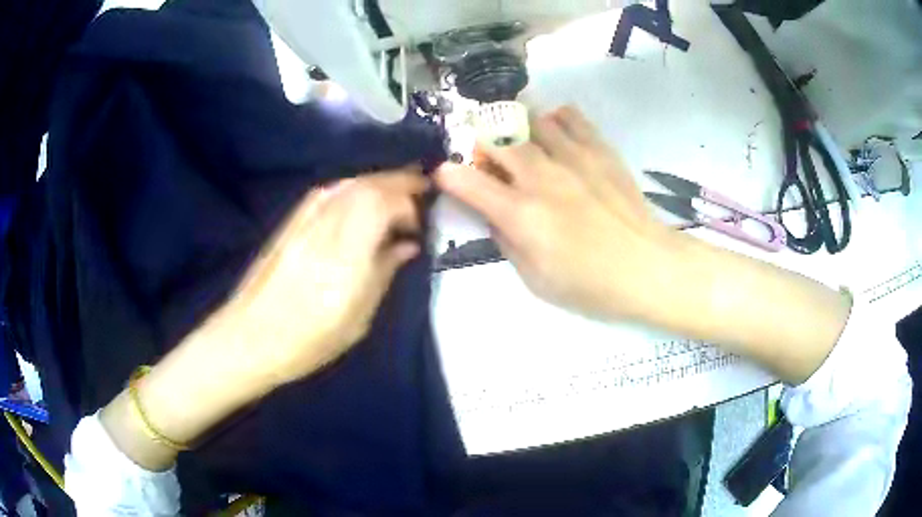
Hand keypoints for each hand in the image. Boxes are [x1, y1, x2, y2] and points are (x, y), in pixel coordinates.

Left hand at [102, 168, 428, 471]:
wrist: (249, 337)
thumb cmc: (308, 340)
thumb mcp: (358, 318)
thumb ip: (385, 272)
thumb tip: (407, 245)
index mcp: (344, 255)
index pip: (382, 202)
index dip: (408, 202)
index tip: (421, 218)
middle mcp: (324, 226)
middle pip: (367, 184)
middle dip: (398, 181)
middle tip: (421, 190)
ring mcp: (303, 219)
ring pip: (348, 182)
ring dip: (377, 181)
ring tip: (397, 192)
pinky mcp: (290, 221)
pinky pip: (329, 191)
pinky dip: (353, 187)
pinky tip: (361, 199)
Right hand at [436, 106, 677, 320]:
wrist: (648, 267)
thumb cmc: (591, 285)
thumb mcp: (535, 279)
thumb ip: (506, 241)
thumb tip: (493, 214)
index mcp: (521, 214)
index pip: (467, 182)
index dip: (448, 175)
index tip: (445, 175)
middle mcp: (541, 177)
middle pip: (495, 138)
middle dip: (480, 143)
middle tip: (487, 158)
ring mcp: (572, 157)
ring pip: (529, 118)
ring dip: (515, 126)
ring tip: (519, 140)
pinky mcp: (599, 149)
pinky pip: (568, 116)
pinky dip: (553, 118)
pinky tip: (555, 133)